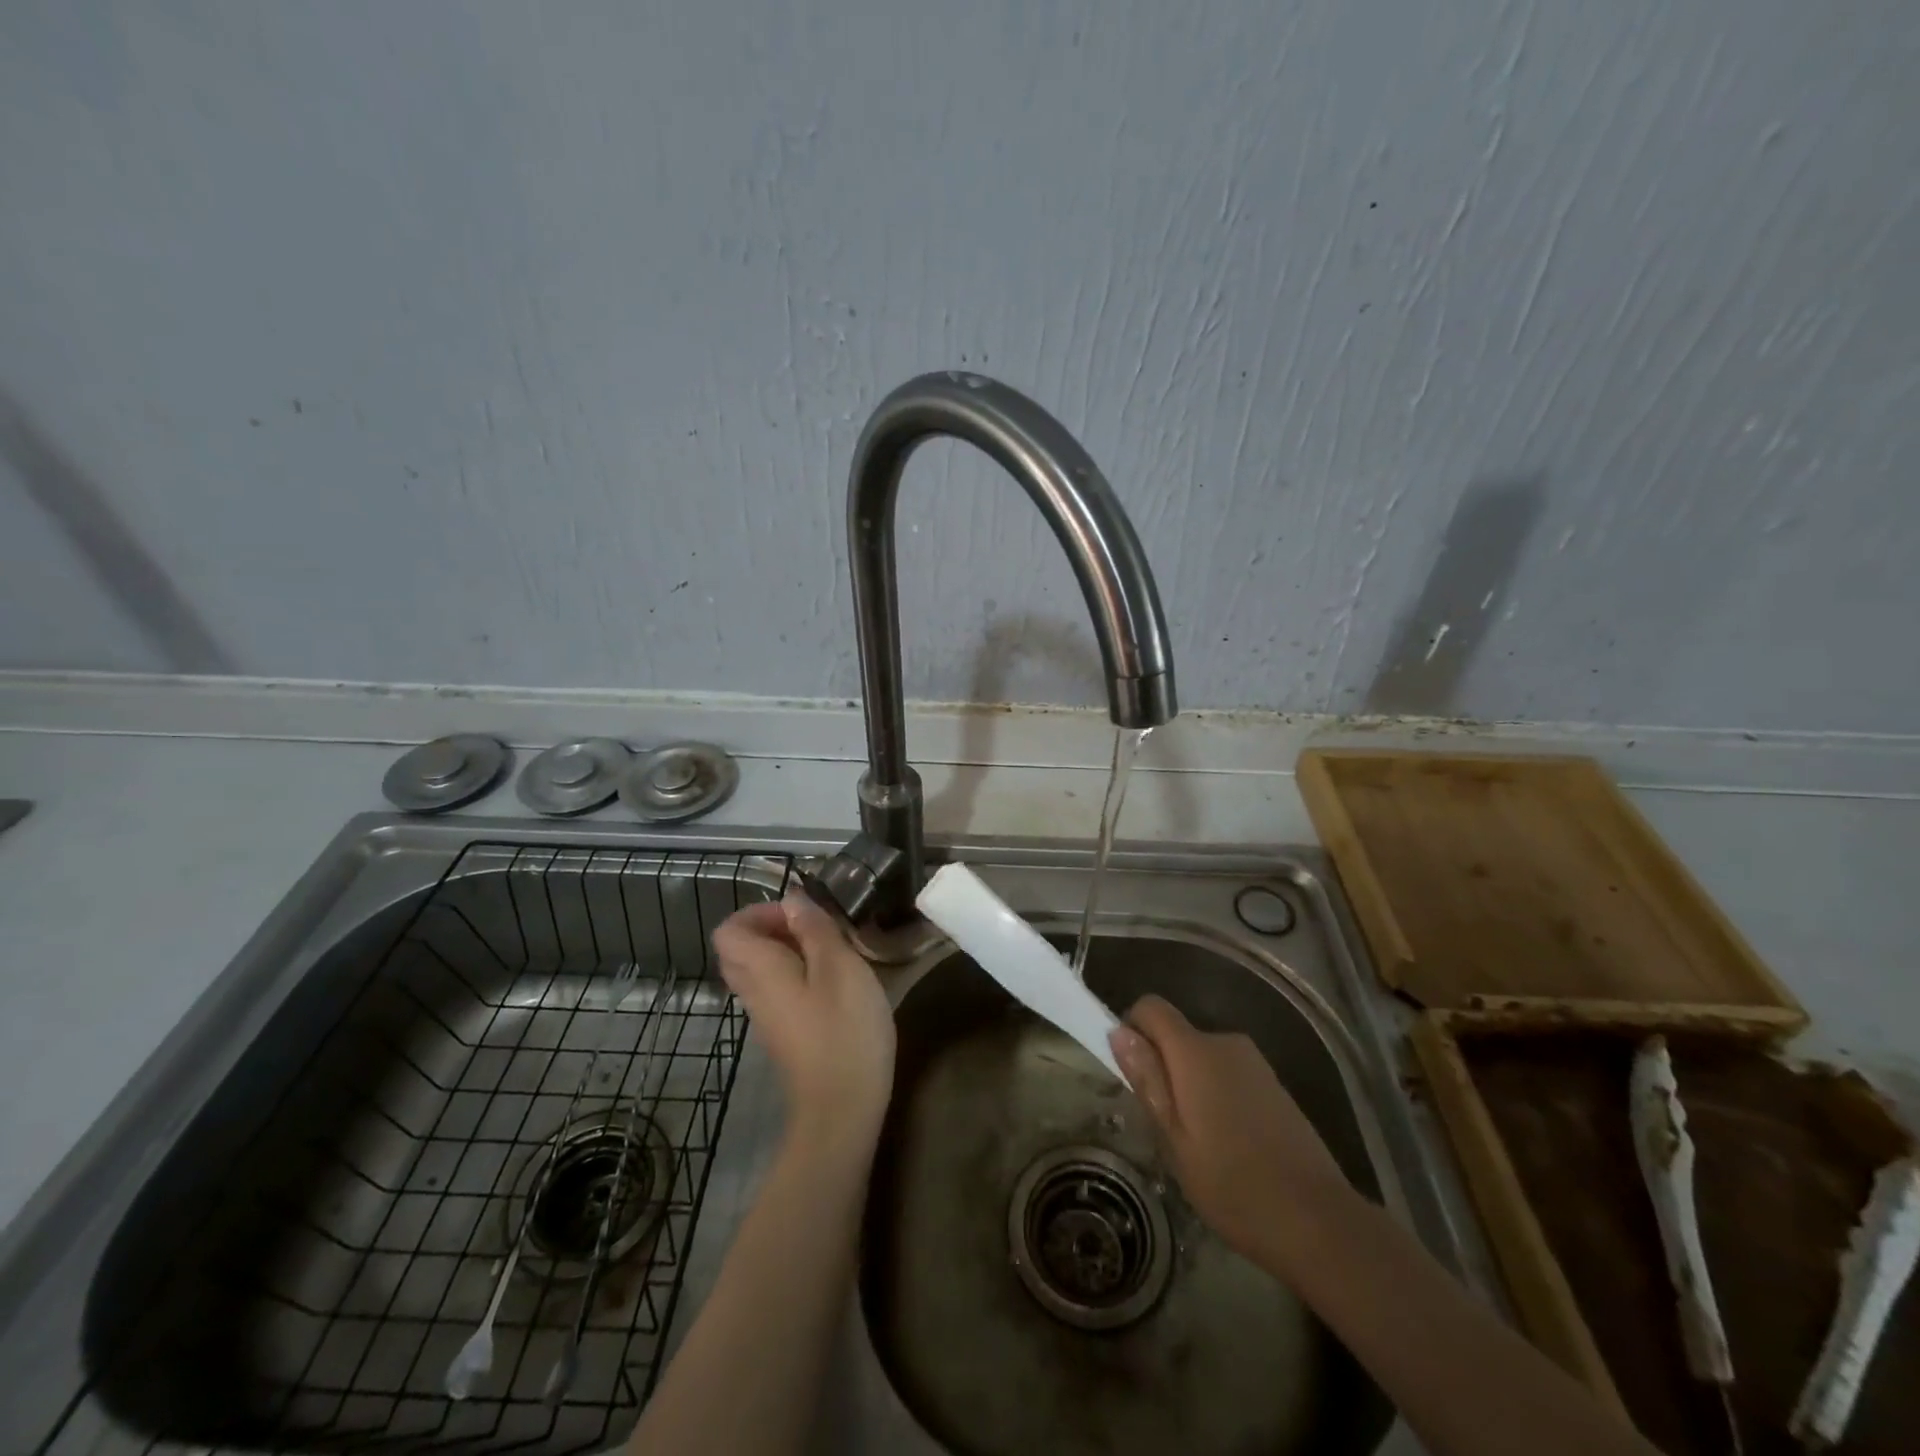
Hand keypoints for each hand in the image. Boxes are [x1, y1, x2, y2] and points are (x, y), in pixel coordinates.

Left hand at [712, 893, 895, 1142]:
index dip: (759, 911)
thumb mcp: (840, 966)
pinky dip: (798, 977)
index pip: (729, 930)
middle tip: (816, 929)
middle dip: (774, 929)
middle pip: (742, 950)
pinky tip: (835, 985)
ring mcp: (767, 1019)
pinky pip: (778, 993)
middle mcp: (753, 993)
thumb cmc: (844, 1030)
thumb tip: (793, 900)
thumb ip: (815, 929)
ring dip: (789, 952)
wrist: (842, 1110)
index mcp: (760, 970)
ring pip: (760, 972)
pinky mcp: (786, 1037)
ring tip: (831, 953)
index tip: (800, 914)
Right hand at [1110, 994, 1354, 1268]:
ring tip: (1197, 1142)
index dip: (1131, 1028)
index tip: (1130, 1072)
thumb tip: (1119, 1031)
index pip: (1151, 1007)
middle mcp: (1225, 1043)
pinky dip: (1216, 1095)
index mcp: (1196, 1051)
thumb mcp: (1174, 1139)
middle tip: (1163, 1124)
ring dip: (1189, 1084)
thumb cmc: (1233, 1184)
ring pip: (1201, 1057)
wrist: (1319, 1221)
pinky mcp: (1274, 1084)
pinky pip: (1228, 1073)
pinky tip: (1229, 1144)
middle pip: (1176, 1033)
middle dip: (1161, 1065)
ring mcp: (1255, 1063)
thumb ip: (1147, 1079)